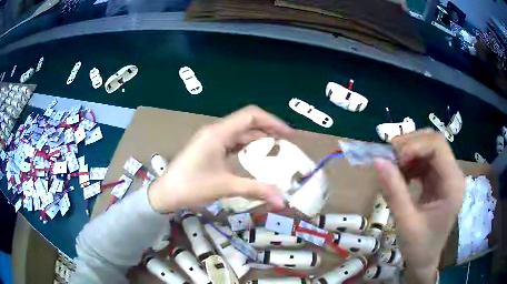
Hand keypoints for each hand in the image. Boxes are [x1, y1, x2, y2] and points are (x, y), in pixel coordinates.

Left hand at [148, 106, 292, 212]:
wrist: (166, 194)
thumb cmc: (191, 187)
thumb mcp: (225, 187)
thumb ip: (256, 190)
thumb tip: (283, 202)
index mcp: (218, 133)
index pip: (251, 115)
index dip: (273, 121)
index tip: (289, 134)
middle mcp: (216, 131)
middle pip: (247, 122)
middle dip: (268, 130)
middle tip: (287, 144)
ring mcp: (212, 139)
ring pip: (240, 133)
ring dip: (258, 139)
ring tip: (276, 150)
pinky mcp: (210, 148)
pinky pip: (233, 142)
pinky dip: (247, 147)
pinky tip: (256, 157)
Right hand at [373, 130, 464, 283]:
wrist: (425, 261)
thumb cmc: (419, 247)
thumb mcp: (406, 222)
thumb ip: (394, 191)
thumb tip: (377, 160)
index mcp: (453, 184)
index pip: (438, 146)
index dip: (415, 145)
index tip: (394, 159)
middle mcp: (453, 174)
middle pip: (433, 142)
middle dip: (410, 145)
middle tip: (389, 158)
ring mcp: (446, 176)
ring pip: (428, 148)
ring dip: (409, 152)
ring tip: (392, 166)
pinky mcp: (438, 179)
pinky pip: (424, 160)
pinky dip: (409, 162)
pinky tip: (400, 174)